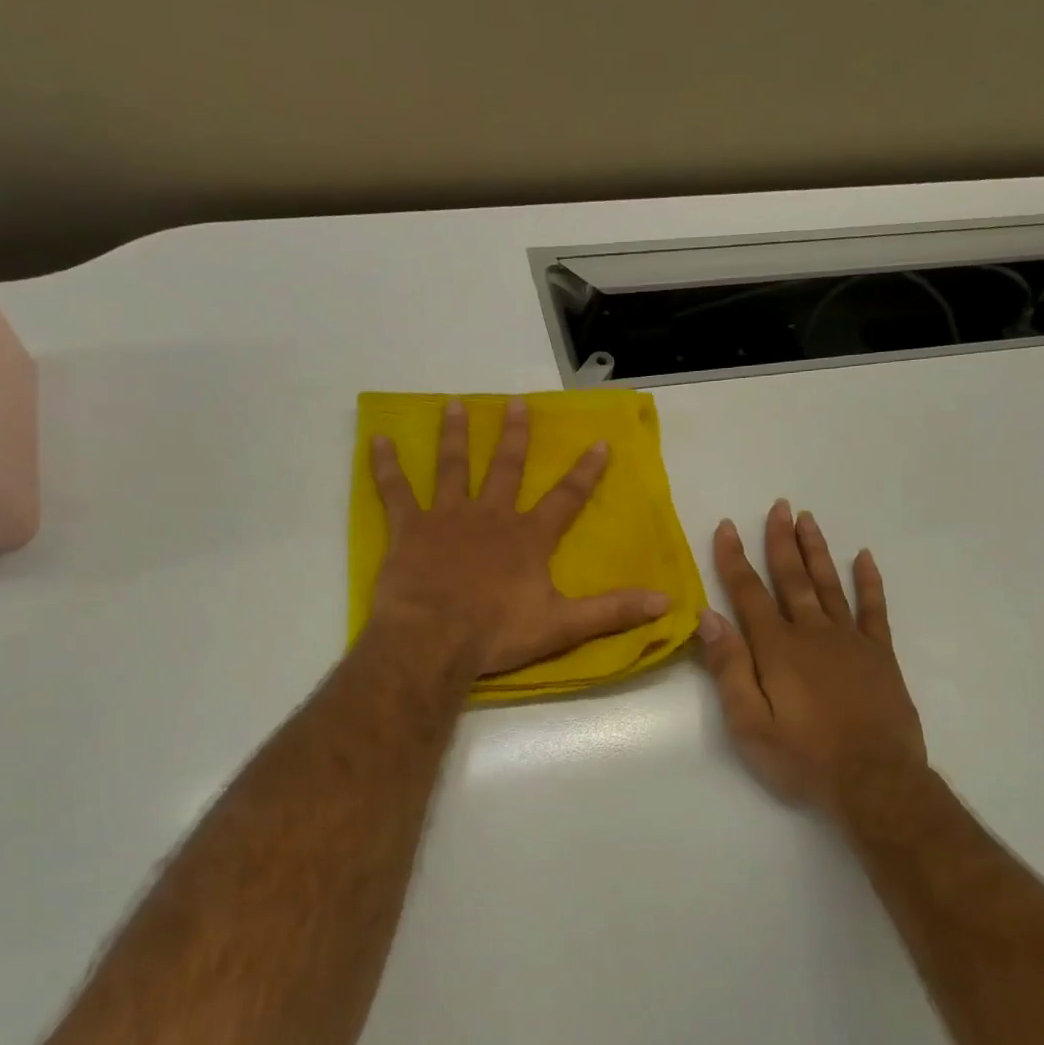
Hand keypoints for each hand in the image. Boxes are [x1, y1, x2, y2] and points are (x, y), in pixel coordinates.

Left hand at [369, 397, 670, 675]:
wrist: (433, 640)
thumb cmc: (497, 633)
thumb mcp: (563, 626)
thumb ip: (613, 611)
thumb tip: (667, 602)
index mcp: (528, 538)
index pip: (565, 498)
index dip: (585, 472)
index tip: (599, 443)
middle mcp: (490, 516)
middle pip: (505, 468)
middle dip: (514, 435)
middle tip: (515, 404)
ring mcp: (447, 517)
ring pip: (453, 467)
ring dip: (455, 435)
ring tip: (454, 404)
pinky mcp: (409, 529)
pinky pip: (395, 490)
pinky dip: (385, 465)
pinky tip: (376, 439)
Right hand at [697, 500, 926, 816]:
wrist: (875, 783)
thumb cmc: (803, 758)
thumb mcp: (749, 723)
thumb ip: (729, 668)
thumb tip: (709, 617)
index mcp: (776, 648)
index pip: (748, 592)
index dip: (734, 558)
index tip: (728, 526)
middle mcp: (812, 633)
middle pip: (792, 578)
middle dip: (781, 541)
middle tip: (779, 506)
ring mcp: (850, 641)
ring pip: (829, 584)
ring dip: (817, 550)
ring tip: (808, 519)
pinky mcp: (879, 655)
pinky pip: (874, 609)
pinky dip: (869, 582)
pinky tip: (864, 558)